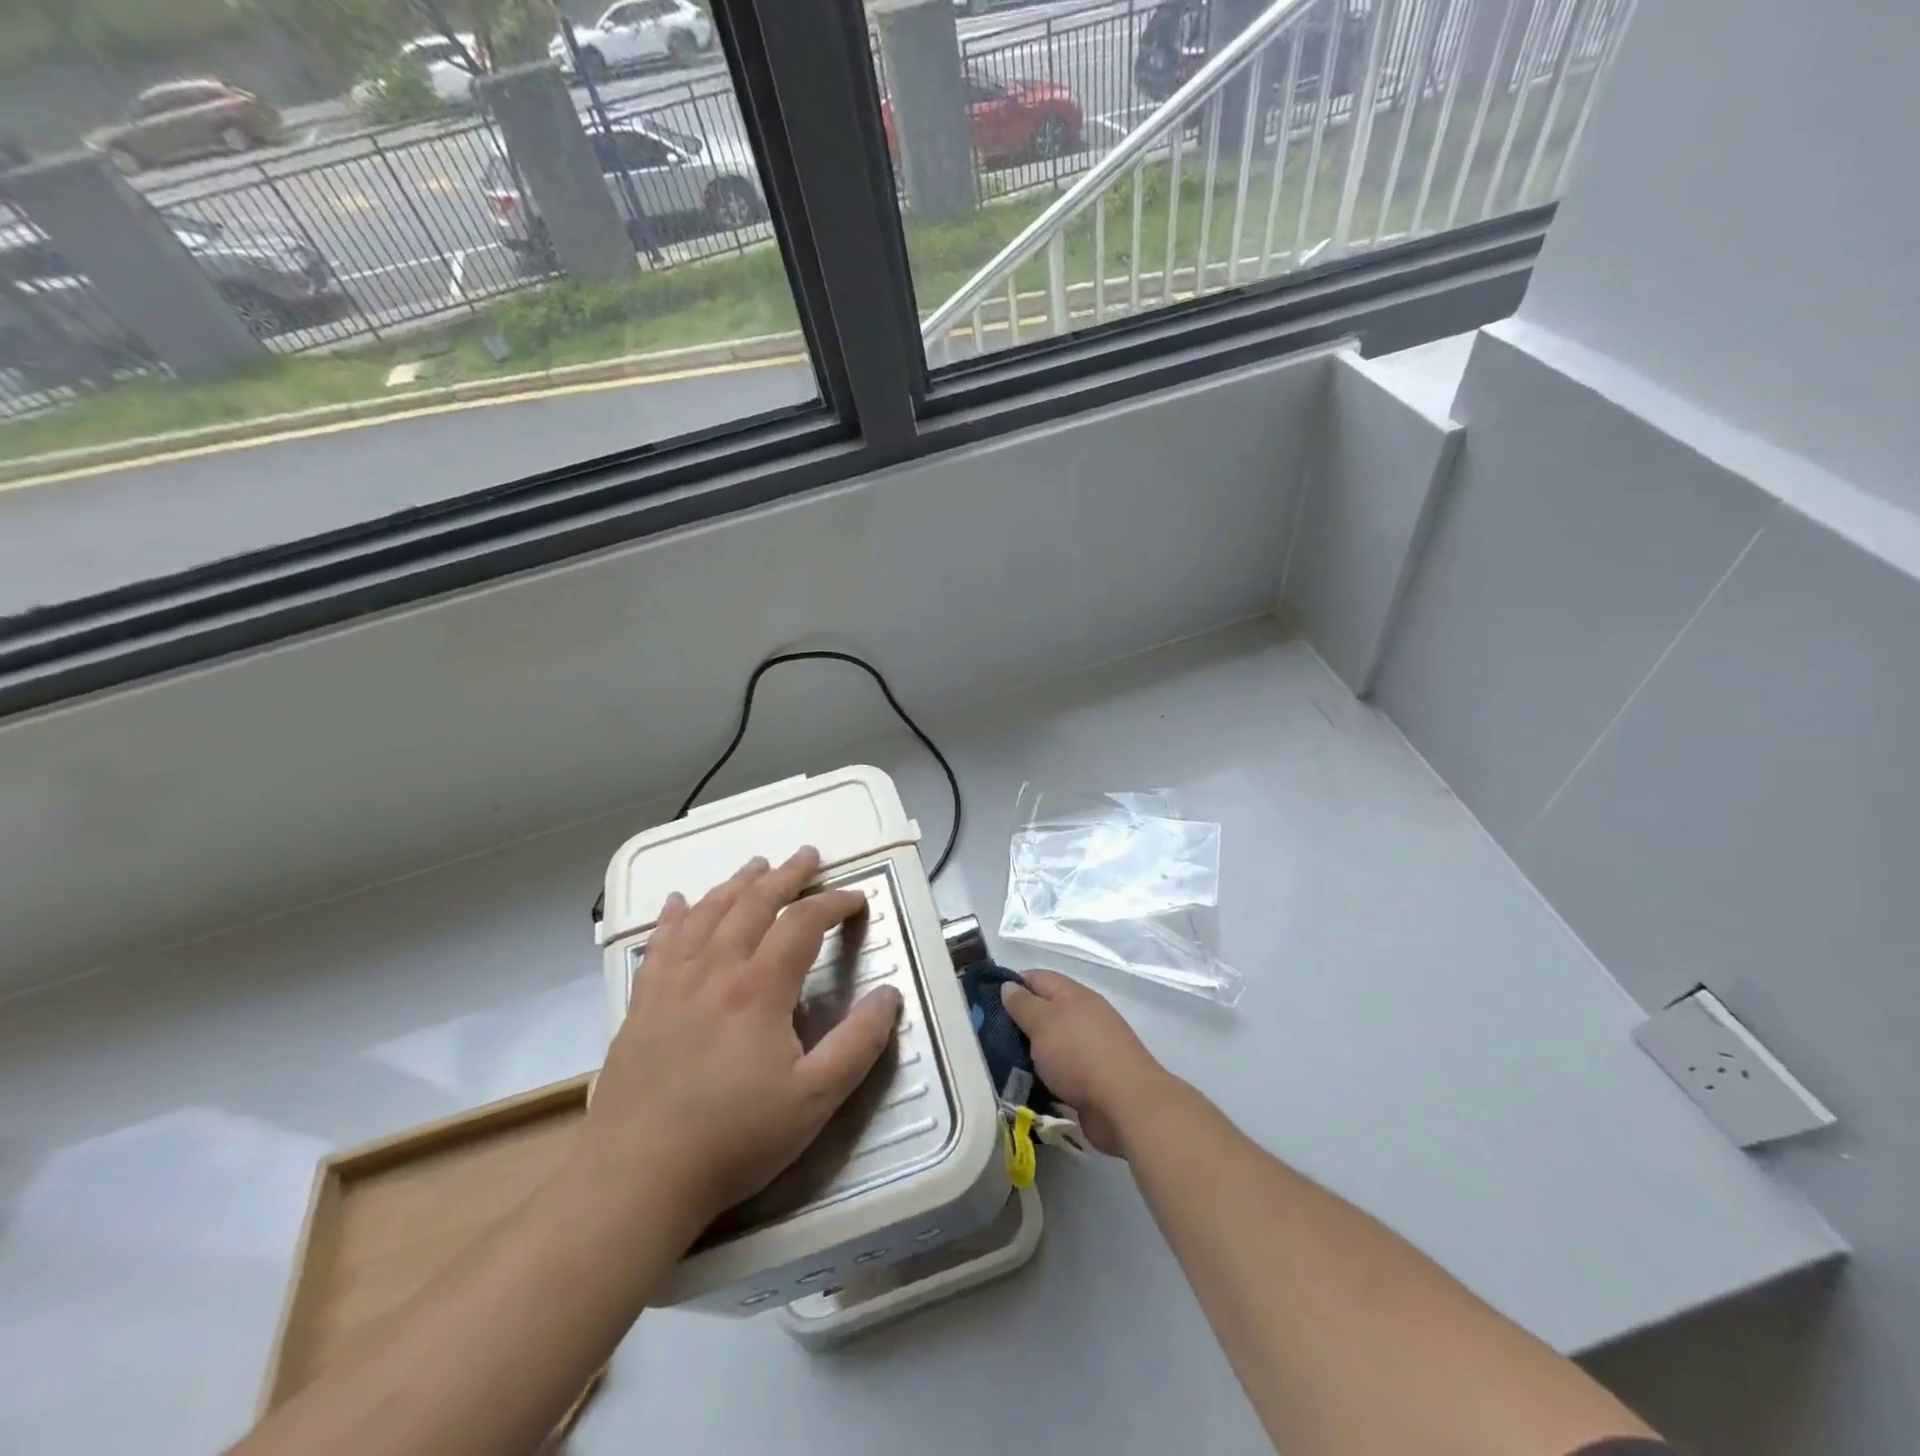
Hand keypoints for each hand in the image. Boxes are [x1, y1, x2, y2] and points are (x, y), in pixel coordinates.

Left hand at [573, 847, 901, 1240]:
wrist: (635, 1177)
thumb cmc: (733, 1139)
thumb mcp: (814, 1100)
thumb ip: (858, 1044)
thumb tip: (890, 995)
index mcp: (759, 988)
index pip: (803, 923)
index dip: (834, 903)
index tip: (858, 900)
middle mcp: (715, 970)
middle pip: (753, 903)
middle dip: (786, 875)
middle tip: (807, 856)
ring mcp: (672, 983)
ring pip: (707, 913)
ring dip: (736, 884)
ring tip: (757, 865)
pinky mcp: (643, 1003)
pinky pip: (660, 942)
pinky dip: (674, 916)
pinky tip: (678, 903)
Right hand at [1000, 969, 1171, 1156]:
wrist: (1126, 1106)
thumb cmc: (1079, 1054)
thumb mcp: (1043, 1022)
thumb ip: (1023, 1004)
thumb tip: (1008, 985)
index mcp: (1073, 995)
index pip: (1036, 978)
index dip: (1011, 985)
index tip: (985, 1003)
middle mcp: (1083, 1017)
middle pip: (1043, 1013)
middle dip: (1016, 1025)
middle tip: (987, 1039)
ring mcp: (1089, 1050)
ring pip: (1049, 1046)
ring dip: (1028, 1055)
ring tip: (999, 1066)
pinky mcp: (1090, 1081)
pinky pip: (1058, 1074)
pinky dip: (1042, 1079)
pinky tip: (1023, 1088)